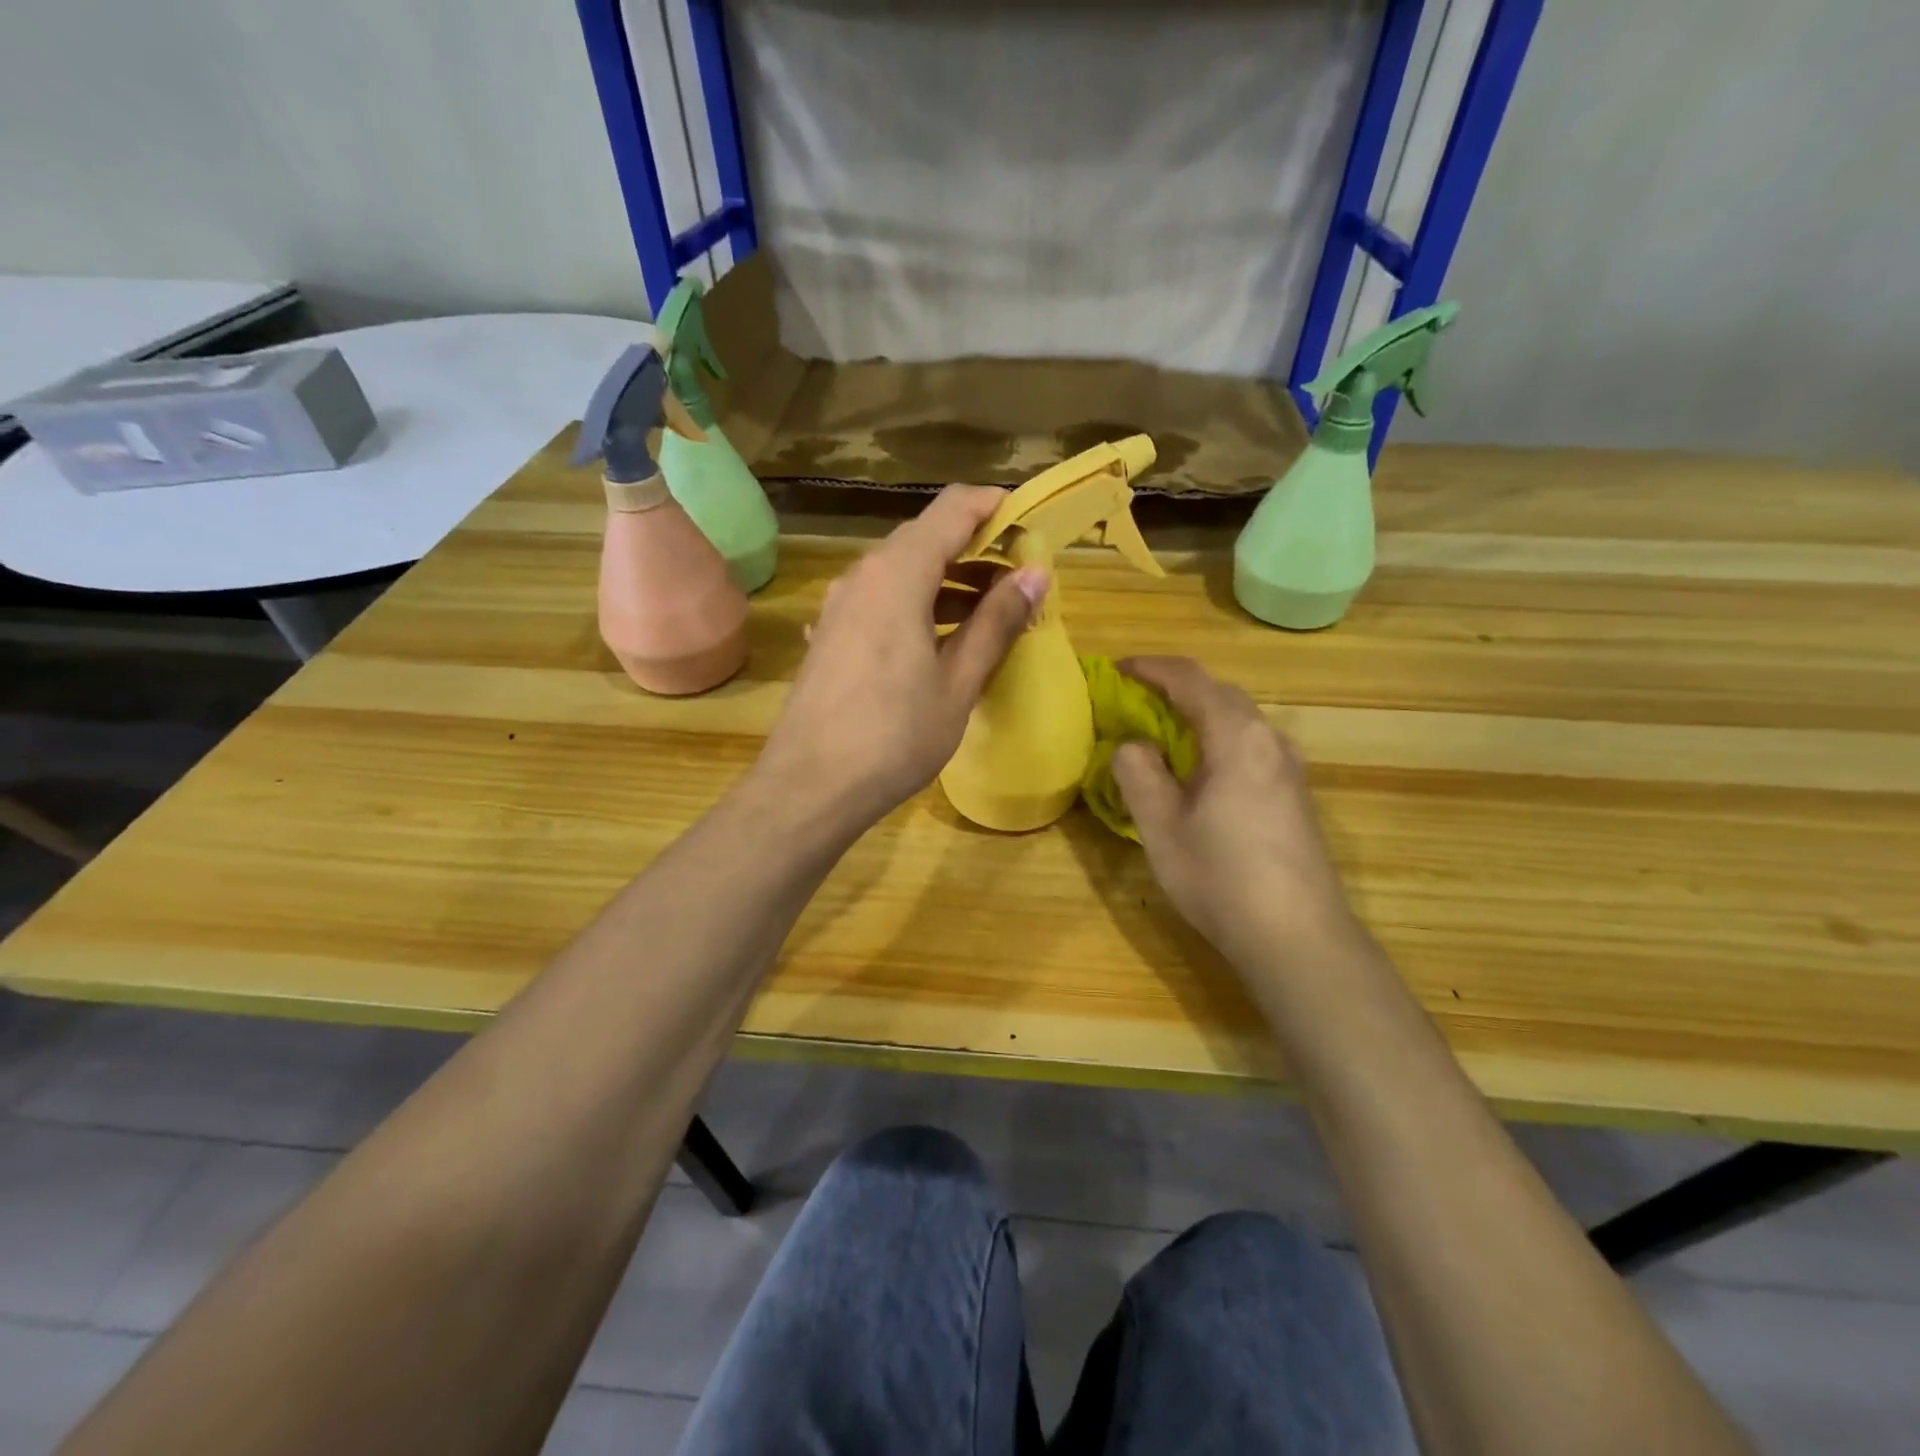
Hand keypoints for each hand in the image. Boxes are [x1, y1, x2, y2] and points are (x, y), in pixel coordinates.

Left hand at [755, 486, 1046, 833]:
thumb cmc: (894, 736)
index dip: (998, 508)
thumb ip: (997, 622)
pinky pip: (883, 600)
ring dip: (950, 582)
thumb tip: (1035, 573)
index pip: (954, 507)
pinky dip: (919, 605)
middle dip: (979, 550)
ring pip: (904, 571)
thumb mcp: (957, 682)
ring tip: (992, 616)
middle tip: (1021, 583)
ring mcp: (841, 604)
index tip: (1034, 531)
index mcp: (897, 573)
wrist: (811, 786)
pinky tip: (941, 642)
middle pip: (928, 536)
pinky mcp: (831, 632)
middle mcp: (863, 574)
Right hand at [1110, 656, 1362, 972]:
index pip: (1191, 680)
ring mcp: (1290, 769)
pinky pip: (1251, 747)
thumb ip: (1139, 773)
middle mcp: (1270, 741)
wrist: (1297, 937)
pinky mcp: (1295, 796)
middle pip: (1221, 694)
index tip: (1118, 669)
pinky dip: (1218, 740)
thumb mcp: (1161, 826)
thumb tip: (1134, 744)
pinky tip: (1201, 772)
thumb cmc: (1221, 877)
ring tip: (1163, 731)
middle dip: (1176, 687)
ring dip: (1199, 714)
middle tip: (1135, 699)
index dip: (1152, 668)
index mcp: (1237, 737)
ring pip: (1239, 721)